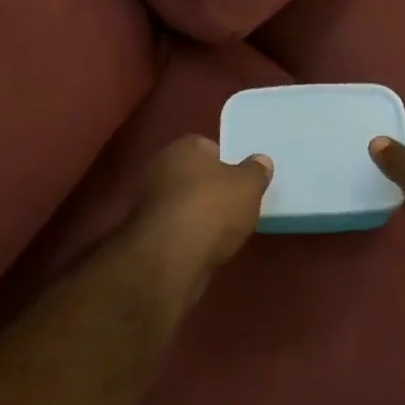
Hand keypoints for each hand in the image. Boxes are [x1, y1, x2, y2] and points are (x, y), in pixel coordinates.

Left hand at [126, 135, 272, 306]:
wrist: (170, 257)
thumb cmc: (213, 209)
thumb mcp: (249, 186)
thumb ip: (256, 171)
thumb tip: (260, 160)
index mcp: (184, 147)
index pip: (207, 147)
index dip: (225, 163)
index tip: (239, 182)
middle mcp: (159, 167)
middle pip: (191, 174)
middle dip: (207, 187)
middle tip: (231, 205)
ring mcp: (146, 200)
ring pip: (179, 201)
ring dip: (194, 213)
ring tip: (218, 231)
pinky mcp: (143, 232)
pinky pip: (171, 227)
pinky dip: (183, 235)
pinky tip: (199, 247)